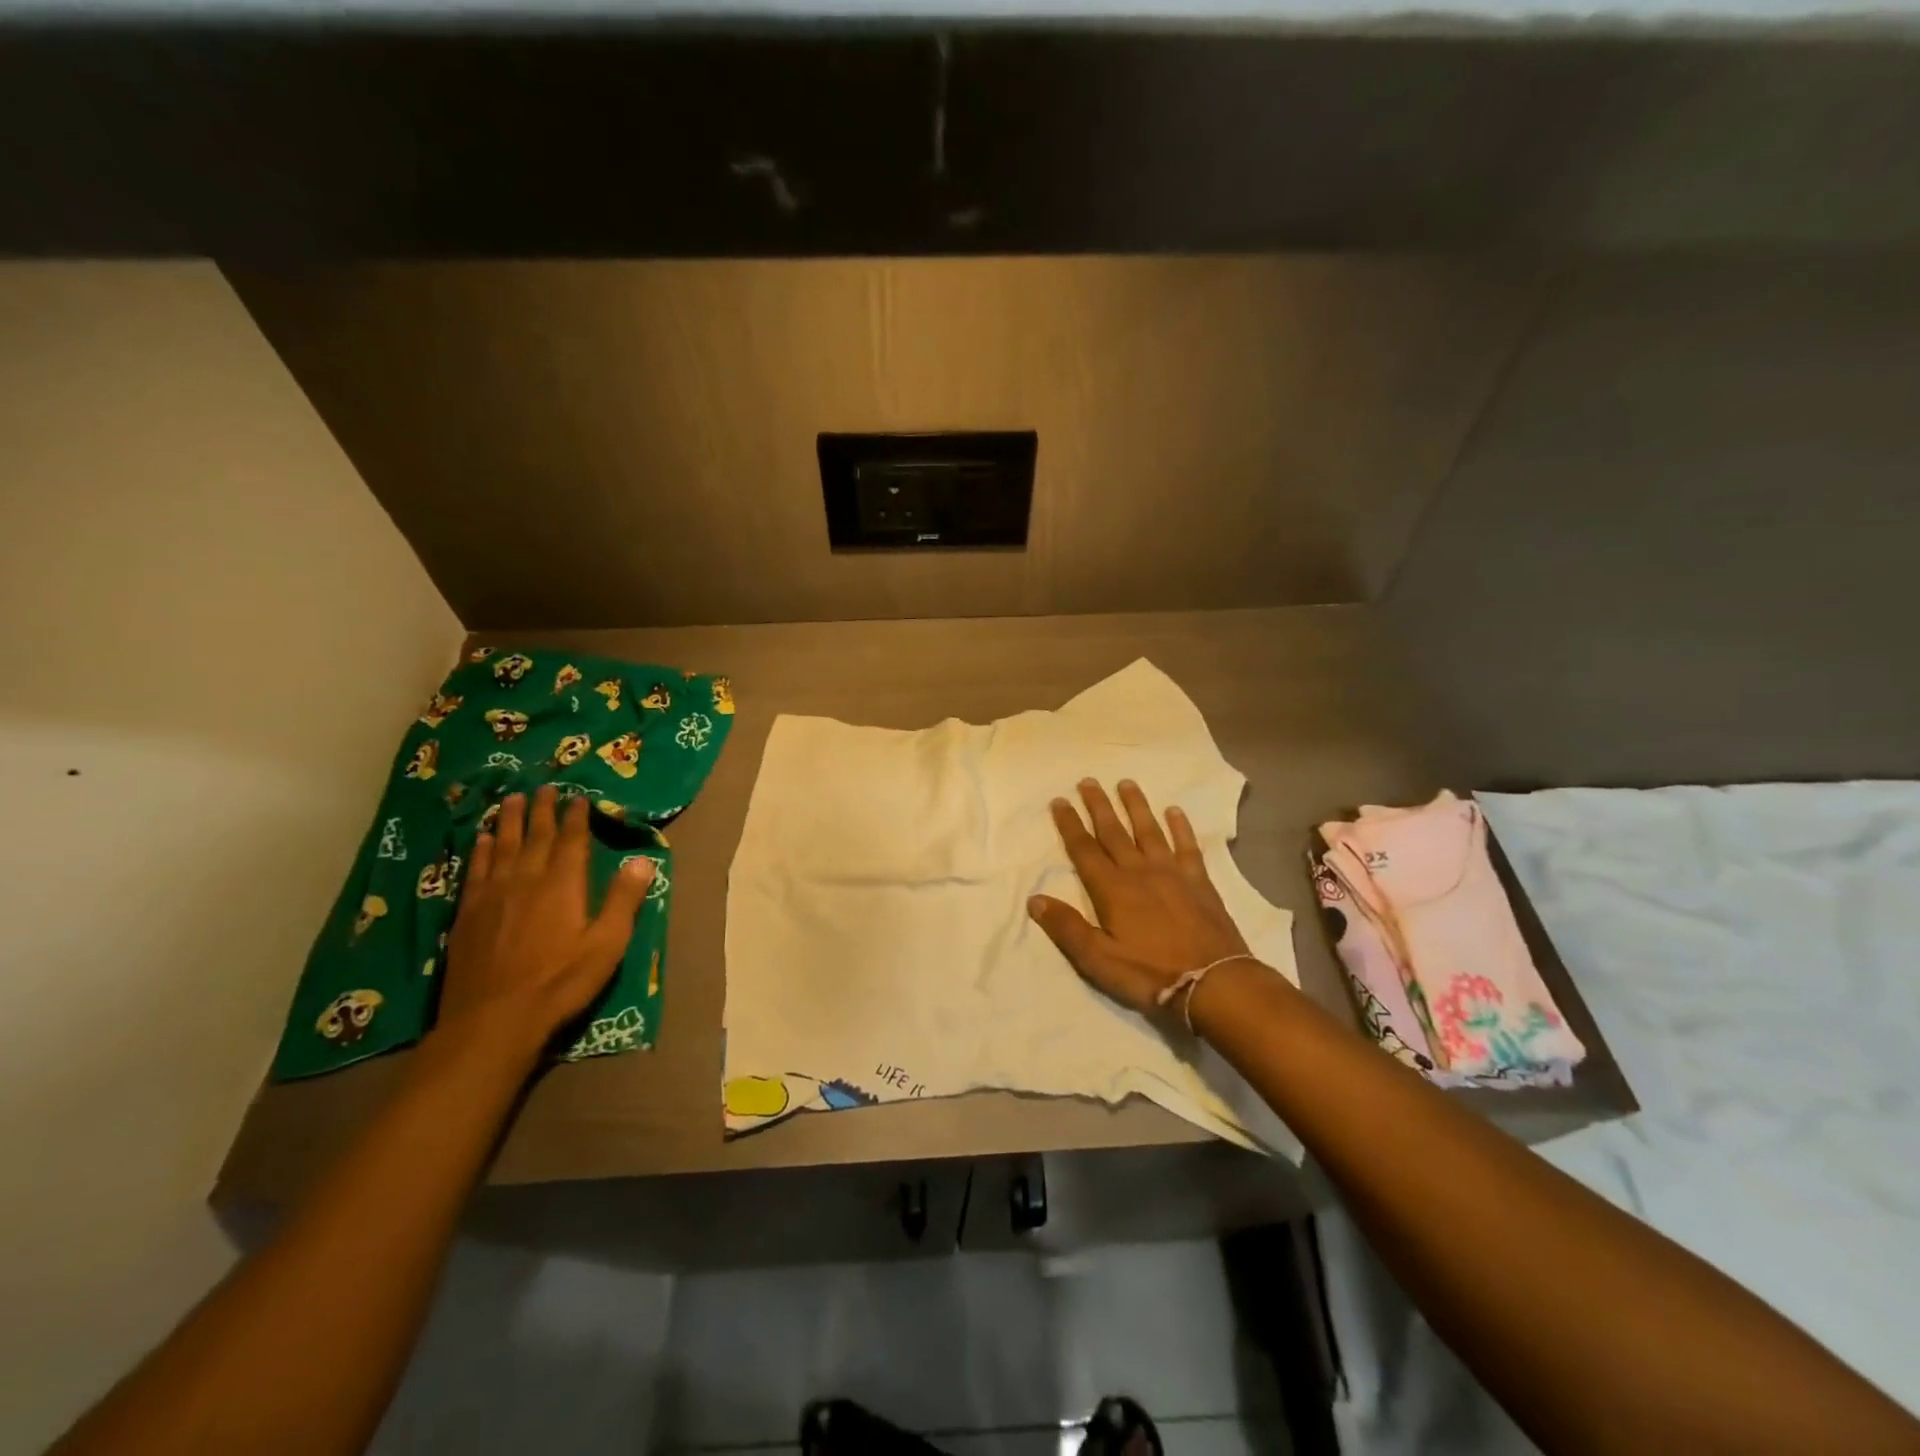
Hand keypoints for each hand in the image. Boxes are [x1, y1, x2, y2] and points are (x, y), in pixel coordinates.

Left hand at [437, 786, 653, 1054]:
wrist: (493, 1020)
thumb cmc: (560, 982)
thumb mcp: (607, 944)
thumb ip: (624, 899)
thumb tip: (643, 859)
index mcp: (563, 884)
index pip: (571, 840)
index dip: (576, 816)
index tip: (578, 795)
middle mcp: (526, 879)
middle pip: (535, 835)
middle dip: (542, 809)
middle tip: (544, 787)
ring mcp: (492, 894)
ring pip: (502, 846)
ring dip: (508, 821)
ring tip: (511, 799)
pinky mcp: (468, 913)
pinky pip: (476, 869)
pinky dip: (481, 850)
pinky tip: (481, 840)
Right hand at [1028, 778, 1250, 1014]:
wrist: (1214, 983)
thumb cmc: (1150, 975)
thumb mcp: (1098, 961)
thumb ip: (1067, 928)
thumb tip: (1035, 899)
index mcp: (1112, 890)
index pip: (1084, 850)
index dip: (1070, 825)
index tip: (1059, 801)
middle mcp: (1140, 872)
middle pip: (1114, 832)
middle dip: (1098, 806)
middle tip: (1088, 781)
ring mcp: (1173, 874)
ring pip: (1149, 831)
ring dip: (1136, 806)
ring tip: (1126, 783)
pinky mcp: (1200, 882)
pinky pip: (1187, 846)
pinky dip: (1180, 827)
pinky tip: (1175, 811)